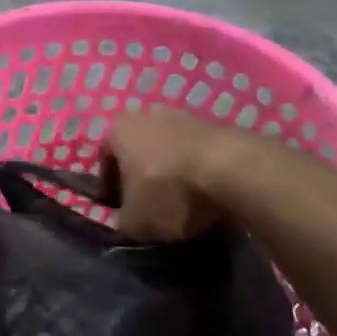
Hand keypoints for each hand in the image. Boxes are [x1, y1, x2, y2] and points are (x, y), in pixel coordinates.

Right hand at [100, 108, 243, 240]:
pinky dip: (197, 169)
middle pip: (138, 150)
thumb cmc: (167, 191)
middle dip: (143, 176)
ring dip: (172, 171)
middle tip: (152, 206)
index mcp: (117, 129)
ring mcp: (184, 115)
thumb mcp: (134, 222)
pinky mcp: (217, 123)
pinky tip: (207, 192)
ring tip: (184, 202)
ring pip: (169, 149)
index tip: (123, 211)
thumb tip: (129, 221)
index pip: (105, 161)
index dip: (112, 189)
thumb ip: (123, 221)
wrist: (231, 170)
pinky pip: (197, 152)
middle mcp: (147, 113)